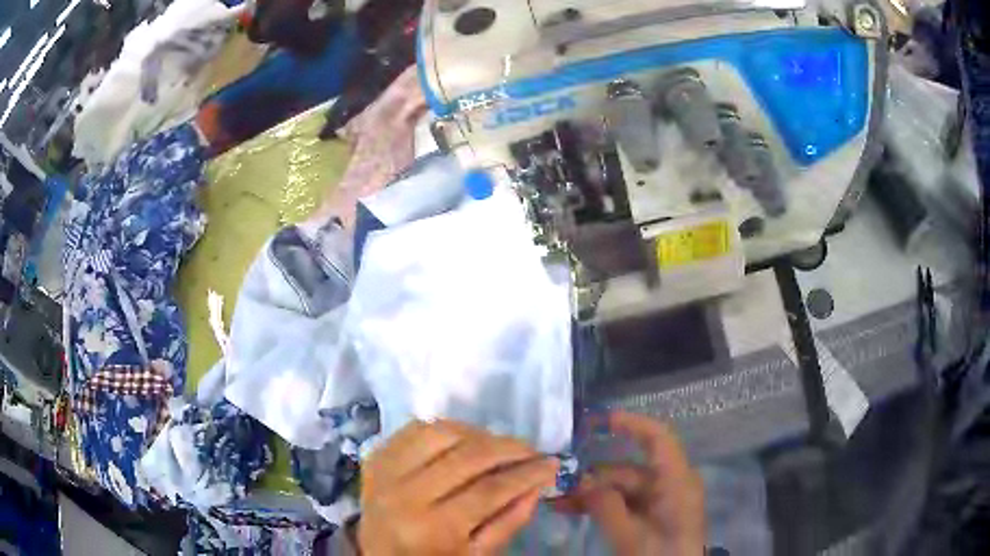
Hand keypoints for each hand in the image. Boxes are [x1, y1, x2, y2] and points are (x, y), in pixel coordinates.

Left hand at [358, 420, 559, 554]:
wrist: (377, 554)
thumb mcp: (477, 554)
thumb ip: (509, 520)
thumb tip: (538, 482)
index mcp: (432, 528)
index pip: (489, 490)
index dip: (526, 473)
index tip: (551, 463)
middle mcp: (405, 494)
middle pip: (467, 456)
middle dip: (510, 448)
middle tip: (532, 450)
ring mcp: (385, 471)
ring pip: (442, 432)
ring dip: (479, 433)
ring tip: (499, 445)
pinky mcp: (375, 456)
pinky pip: (416, 428)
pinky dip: (446, 428)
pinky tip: (464, 439)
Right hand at [555, 411, 704, 555]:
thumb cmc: (660, 554)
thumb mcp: (629, 535)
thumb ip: (605, 505)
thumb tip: (581, 481)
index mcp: (676, 481)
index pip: (658, 438)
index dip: (631, 424)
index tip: (598, 421)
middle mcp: (671, 484)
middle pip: (629, 470)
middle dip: (592, 477)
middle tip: (558, 487)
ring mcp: (662, 501)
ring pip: (622, 488)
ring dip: (591, 494)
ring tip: (557, 504)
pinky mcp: (654, 515)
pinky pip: (626, 503)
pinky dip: (601, 505)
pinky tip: (573, 511)